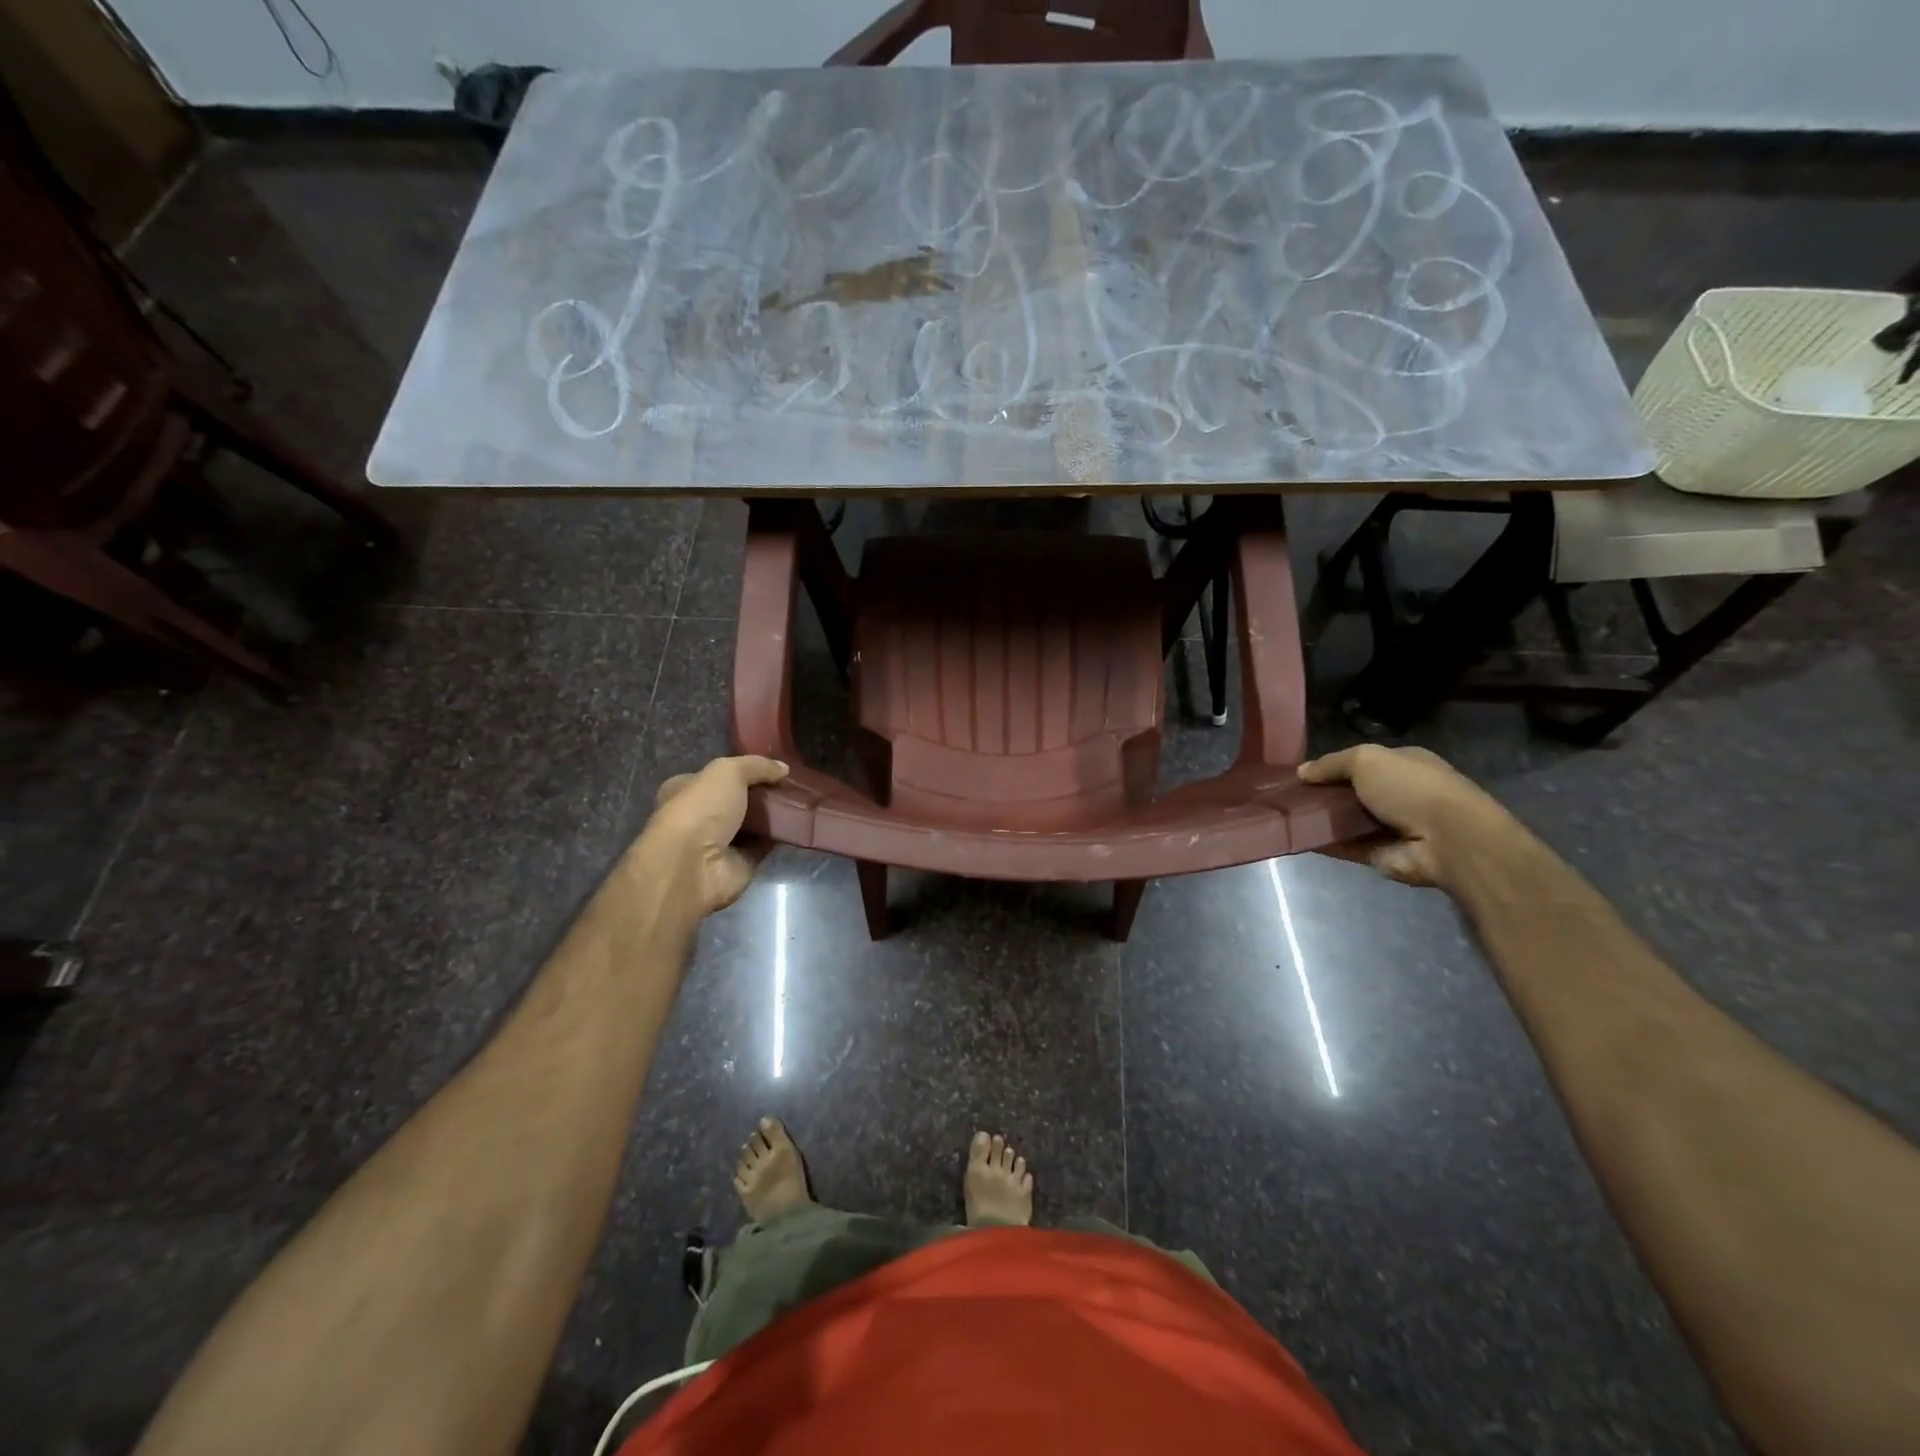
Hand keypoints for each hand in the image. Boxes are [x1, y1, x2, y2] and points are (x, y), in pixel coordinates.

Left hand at [640, 755, 788, 917]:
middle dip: (763, 793)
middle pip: (738, 800)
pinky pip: (765, 845)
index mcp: (685, 790)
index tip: (773, 767)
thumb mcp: (727, 772)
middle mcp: (700, 816)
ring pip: (754, 823)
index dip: (743, 770)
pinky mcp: (740, 863)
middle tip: (793, 784)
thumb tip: (783, 768)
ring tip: (803, 801)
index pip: (716, 776)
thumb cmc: (700, 810)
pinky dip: (780, 836)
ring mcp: (719, 842)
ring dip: (774, 814)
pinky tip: (800, 824)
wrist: (695, 866)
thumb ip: (756, 765)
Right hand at [1298, 744, 1513, 888]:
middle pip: (1352, 793)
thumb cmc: (1411, 788)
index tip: (1301, 775)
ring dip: (1321, 820)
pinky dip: (1325, 843)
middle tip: (1288, 797)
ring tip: (1287, 817)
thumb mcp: (1366, 759)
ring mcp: (1392, 827)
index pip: (1362, 763)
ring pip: (1347, 820)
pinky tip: (1298, 838)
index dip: (1332, 767)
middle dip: (1323, 794)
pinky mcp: (1382, 855)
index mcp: (1403, 765)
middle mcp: (1399, 794)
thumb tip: (1301, 772)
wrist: (1448, 840)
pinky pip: (1346, 847)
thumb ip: (1332, 764)